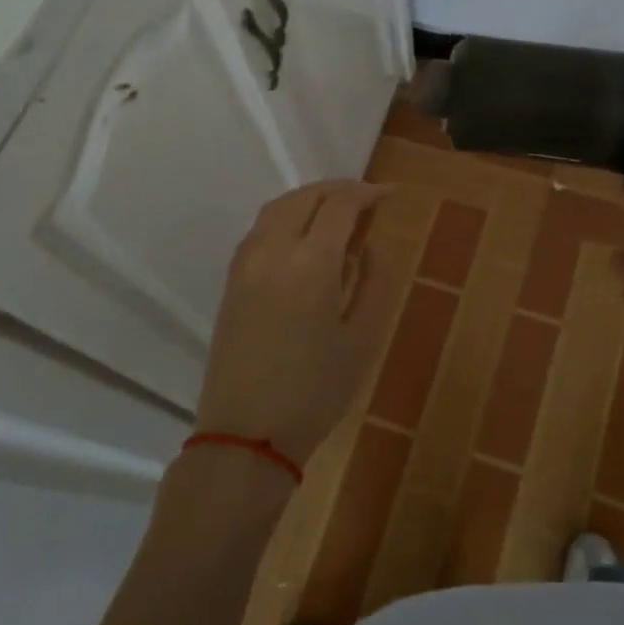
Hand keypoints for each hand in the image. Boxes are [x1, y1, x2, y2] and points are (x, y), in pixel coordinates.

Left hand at [197, 180, 395, 467]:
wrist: (246, 435)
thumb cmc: (315, 392)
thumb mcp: (363, 339)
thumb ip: (374, 282)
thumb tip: (371, 247)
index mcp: (311, 262)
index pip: (341, 205)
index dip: (369, 193)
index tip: (392, 195)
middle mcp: (273, 250)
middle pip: (306, 196)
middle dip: (340, 189)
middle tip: (368, 199)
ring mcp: (246, 263)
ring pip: (279, 207)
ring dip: (311, 199)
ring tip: (339, 211)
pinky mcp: (231, 280)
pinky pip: (261, 229)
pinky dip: (287, 216)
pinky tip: (306, 236)